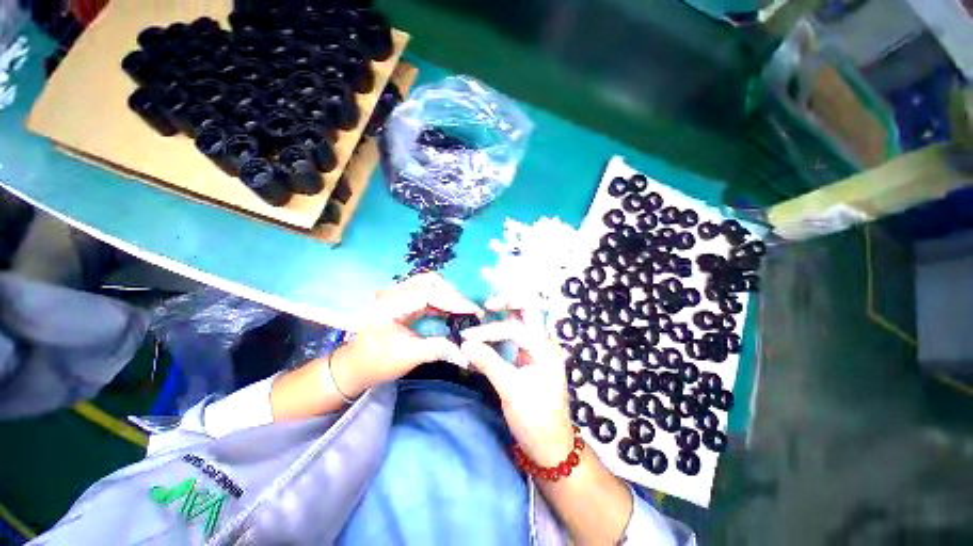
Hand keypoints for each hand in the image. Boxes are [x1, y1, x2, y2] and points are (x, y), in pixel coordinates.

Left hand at [330, 273, 482, 397]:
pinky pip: (426, 292)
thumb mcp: (409, 357)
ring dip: (449, 295)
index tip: (474, 312)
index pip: (428, 292)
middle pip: (430, 281)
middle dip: (453, 294)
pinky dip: (442, 299)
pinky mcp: (402, 298)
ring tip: (464, 310)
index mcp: (390, 304)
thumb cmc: (377, 362)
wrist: (354, 366)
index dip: (454, 300)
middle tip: (469, 311)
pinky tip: (452, 311)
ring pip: (430, 283)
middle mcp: (393, 292)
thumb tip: (466, 354)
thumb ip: (439, 350)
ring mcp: (396, 293)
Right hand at [459, 297, 574, 466]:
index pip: (513, 328)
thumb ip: (488, 363)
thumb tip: (465, 344)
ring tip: (486, 312)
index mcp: (545, 348)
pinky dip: (501, 331)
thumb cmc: (536, 419)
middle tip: (487, 306)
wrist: (551, 447)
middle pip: (529, 309)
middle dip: (509, 301)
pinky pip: (515, 336)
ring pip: (523, 320)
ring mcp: (537, 349)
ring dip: (506, 313)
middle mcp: (544, 343)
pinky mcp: (529, 358)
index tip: (466, 340)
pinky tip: (487, 336)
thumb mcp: (511, 390)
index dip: (488, 333)